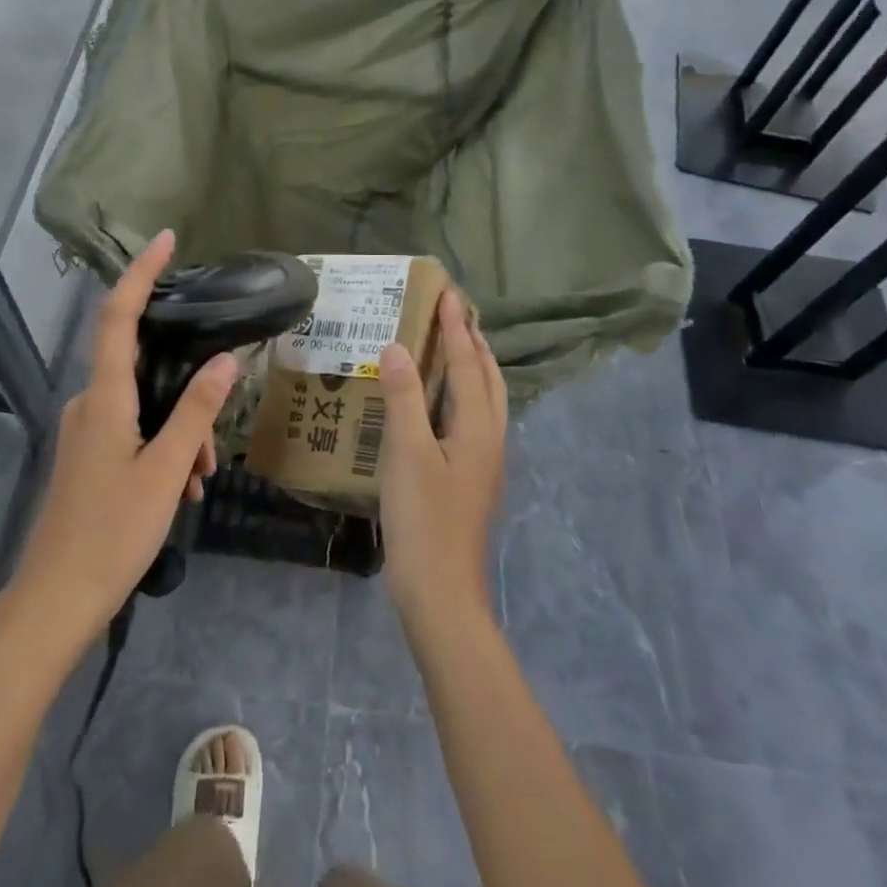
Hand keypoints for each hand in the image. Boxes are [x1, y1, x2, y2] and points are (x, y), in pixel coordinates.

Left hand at [9, 231, 236, 651]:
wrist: (55, 601)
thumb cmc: (112, 533)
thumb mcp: (166, 471)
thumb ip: (196, 412)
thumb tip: (226, 361)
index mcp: (104, 398)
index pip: (119, 317)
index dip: (140, 274)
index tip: (166, 241)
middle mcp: (89, 403)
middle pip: (143, 370)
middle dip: (187, 393)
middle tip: (214, 443)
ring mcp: (84, 430)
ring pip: (143, 407)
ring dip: (179, 432)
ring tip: (201, 479)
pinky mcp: (87, 454)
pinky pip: (132, 431)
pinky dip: (162, 448)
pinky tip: (183, 487)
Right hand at [376, 290, 507, 626]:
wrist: (441, 592)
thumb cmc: (423, 519)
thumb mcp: (407, 453)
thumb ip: (403, 398)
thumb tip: (397, 347)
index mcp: (477, 428)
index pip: (467, 364)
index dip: (455, 329)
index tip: (447, 294)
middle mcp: (489, 439)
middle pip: (488, 379)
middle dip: (474, 343)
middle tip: (456, 313)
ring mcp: (483, 462)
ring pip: (486, 401)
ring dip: (473, 367)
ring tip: (456, 347)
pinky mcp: (471, 480)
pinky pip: (473, 420)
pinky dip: (462, 395)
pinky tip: (440, 404)